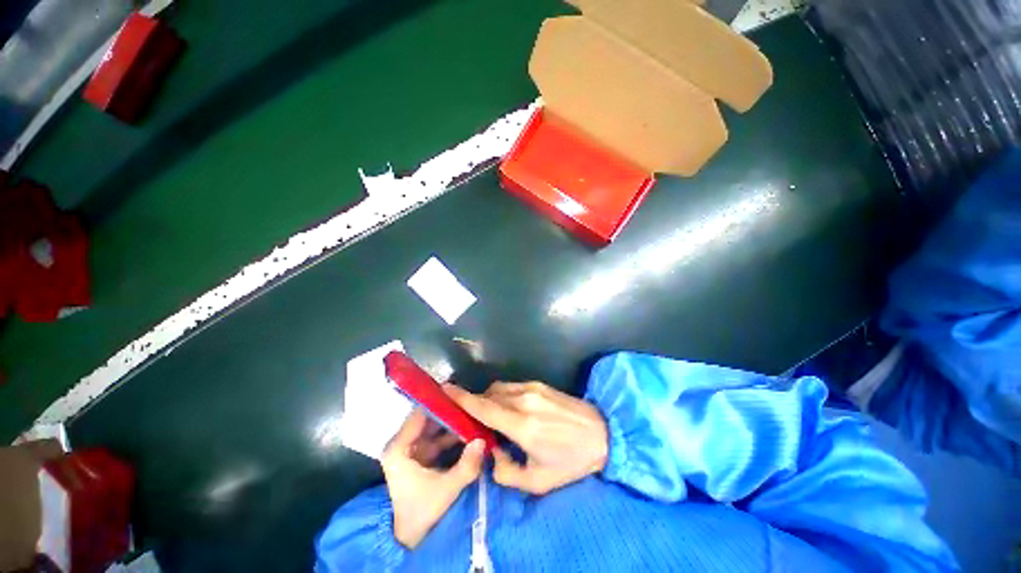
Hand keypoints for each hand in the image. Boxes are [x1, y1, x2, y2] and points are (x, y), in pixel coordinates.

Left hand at [381, 410, 484, 548]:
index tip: (458, 393)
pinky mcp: (420, 454)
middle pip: (427, 418)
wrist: (410, 536)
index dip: (438, 402)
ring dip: (452, 421)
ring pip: (434, 426)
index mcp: (398, 448)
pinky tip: (468, 428)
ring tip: (472, 412)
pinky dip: (451, 433)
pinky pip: (437, 437)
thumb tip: (483, 440)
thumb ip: (466, 466)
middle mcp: (402, 443)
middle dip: (449, 411)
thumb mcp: (446, 489)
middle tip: (470, 402)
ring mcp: (411, 448)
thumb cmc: (422, 511)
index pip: (419, 414)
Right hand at [445, 382, 607, 494]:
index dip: (460, 398)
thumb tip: (490, 452)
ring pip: (499, 389)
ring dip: (489, 400)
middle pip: (488, 395)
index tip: (443, 391)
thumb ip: (505, 471)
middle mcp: (523, 400)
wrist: (602, 433)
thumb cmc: (570, 461)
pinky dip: (502, 396)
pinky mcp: (539, 384)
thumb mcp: (537, 481)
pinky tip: (509, 410)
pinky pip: (512, 387)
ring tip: (491, 418)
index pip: (483, 407)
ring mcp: (532, 388)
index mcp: (522, 425)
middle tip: (469, 419)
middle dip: (474, 404)